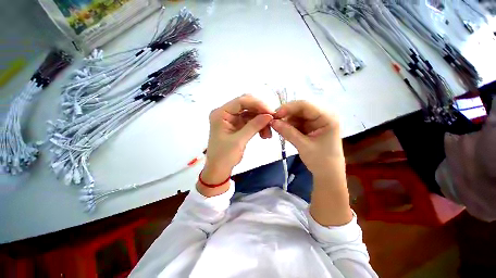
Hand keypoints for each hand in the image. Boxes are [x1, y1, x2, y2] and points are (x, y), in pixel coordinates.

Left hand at [202, 95, 273, 185]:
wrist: (219, 169)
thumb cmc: (224, 156)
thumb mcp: (239, 141)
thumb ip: (254, 126)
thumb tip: (270, 115)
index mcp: (221, 113)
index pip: (241, 101)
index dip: (257, 104)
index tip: (271, 112)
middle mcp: (226, 113)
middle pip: (247, 105)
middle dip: (260, 112)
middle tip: (272, 120)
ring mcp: (232, 119)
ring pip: (251, 113)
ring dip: (261, 121)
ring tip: (268, 134)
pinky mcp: (237, 125)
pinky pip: (250, 121)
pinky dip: (259, 126)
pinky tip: (264, 134)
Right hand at [271, 100, 343, 177]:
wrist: (328, 173)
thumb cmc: (321, 161)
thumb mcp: (303, 145)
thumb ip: (287, 132)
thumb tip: (272, 122)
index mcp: (328, 117)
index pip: (305, 105)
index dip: (288, 108)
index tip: (274, 115)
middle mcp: (323, 114)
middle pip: (300, 108)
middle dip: (286, 114)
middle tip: (273, 122)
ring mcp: (316, 120)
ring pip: (297, 115)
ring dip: (286, 121)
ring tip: (278, 129)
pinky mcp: (311, 126)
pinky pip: (297, 121)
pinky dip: (289, 125)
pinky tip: (284, 131)